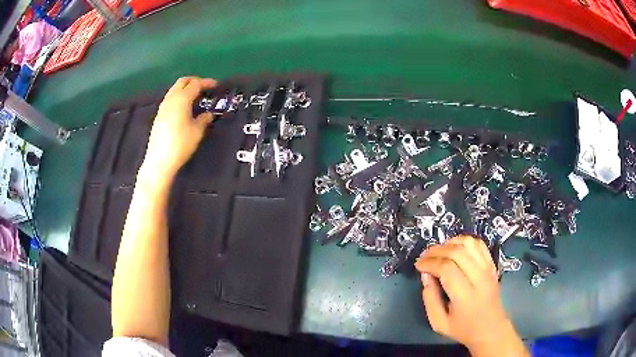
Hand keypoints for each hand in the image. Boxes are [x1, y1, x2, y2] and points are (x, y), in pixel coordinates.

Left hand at [141, 77, 216, 178]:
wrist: (159, 161)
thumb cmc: (181, 144)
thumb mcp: (197, 131)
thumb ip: (204, 119)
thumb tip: (208, 114)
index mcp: (182, 99)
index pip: (196, 84)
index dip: (207, 83)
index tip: (216, 85)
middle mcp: (171, 99)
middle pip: (183, 81)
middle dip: (195, 81)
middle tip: (205, 87)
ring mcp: (163, 106)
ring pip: (175, 89)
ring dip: (186, 88)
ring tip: (196, 97)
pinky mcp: (159, 115)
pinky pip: (171, 98)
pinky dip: (179, 97)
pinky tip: (184, 107)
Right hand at [415, 236, 527, 355]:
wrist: (491, 328)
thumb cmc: (463, 329)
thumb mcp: (439, 323)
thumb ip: (430, 299)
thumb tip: (426, 275)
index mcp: (466, 297)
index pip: (447, 269)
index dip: (430, 263)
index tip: (418, 265)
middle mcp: (480, 279)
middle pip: (458, 253)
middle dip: (437, 251)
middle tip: (424, 256)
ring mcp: (488, 269)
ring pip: (469, 244)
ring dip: (450, 243)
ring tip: (438, 251)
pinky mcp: (492, 265)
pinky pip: (479, 245)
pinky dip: (464, 241)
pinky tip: (454, 247)